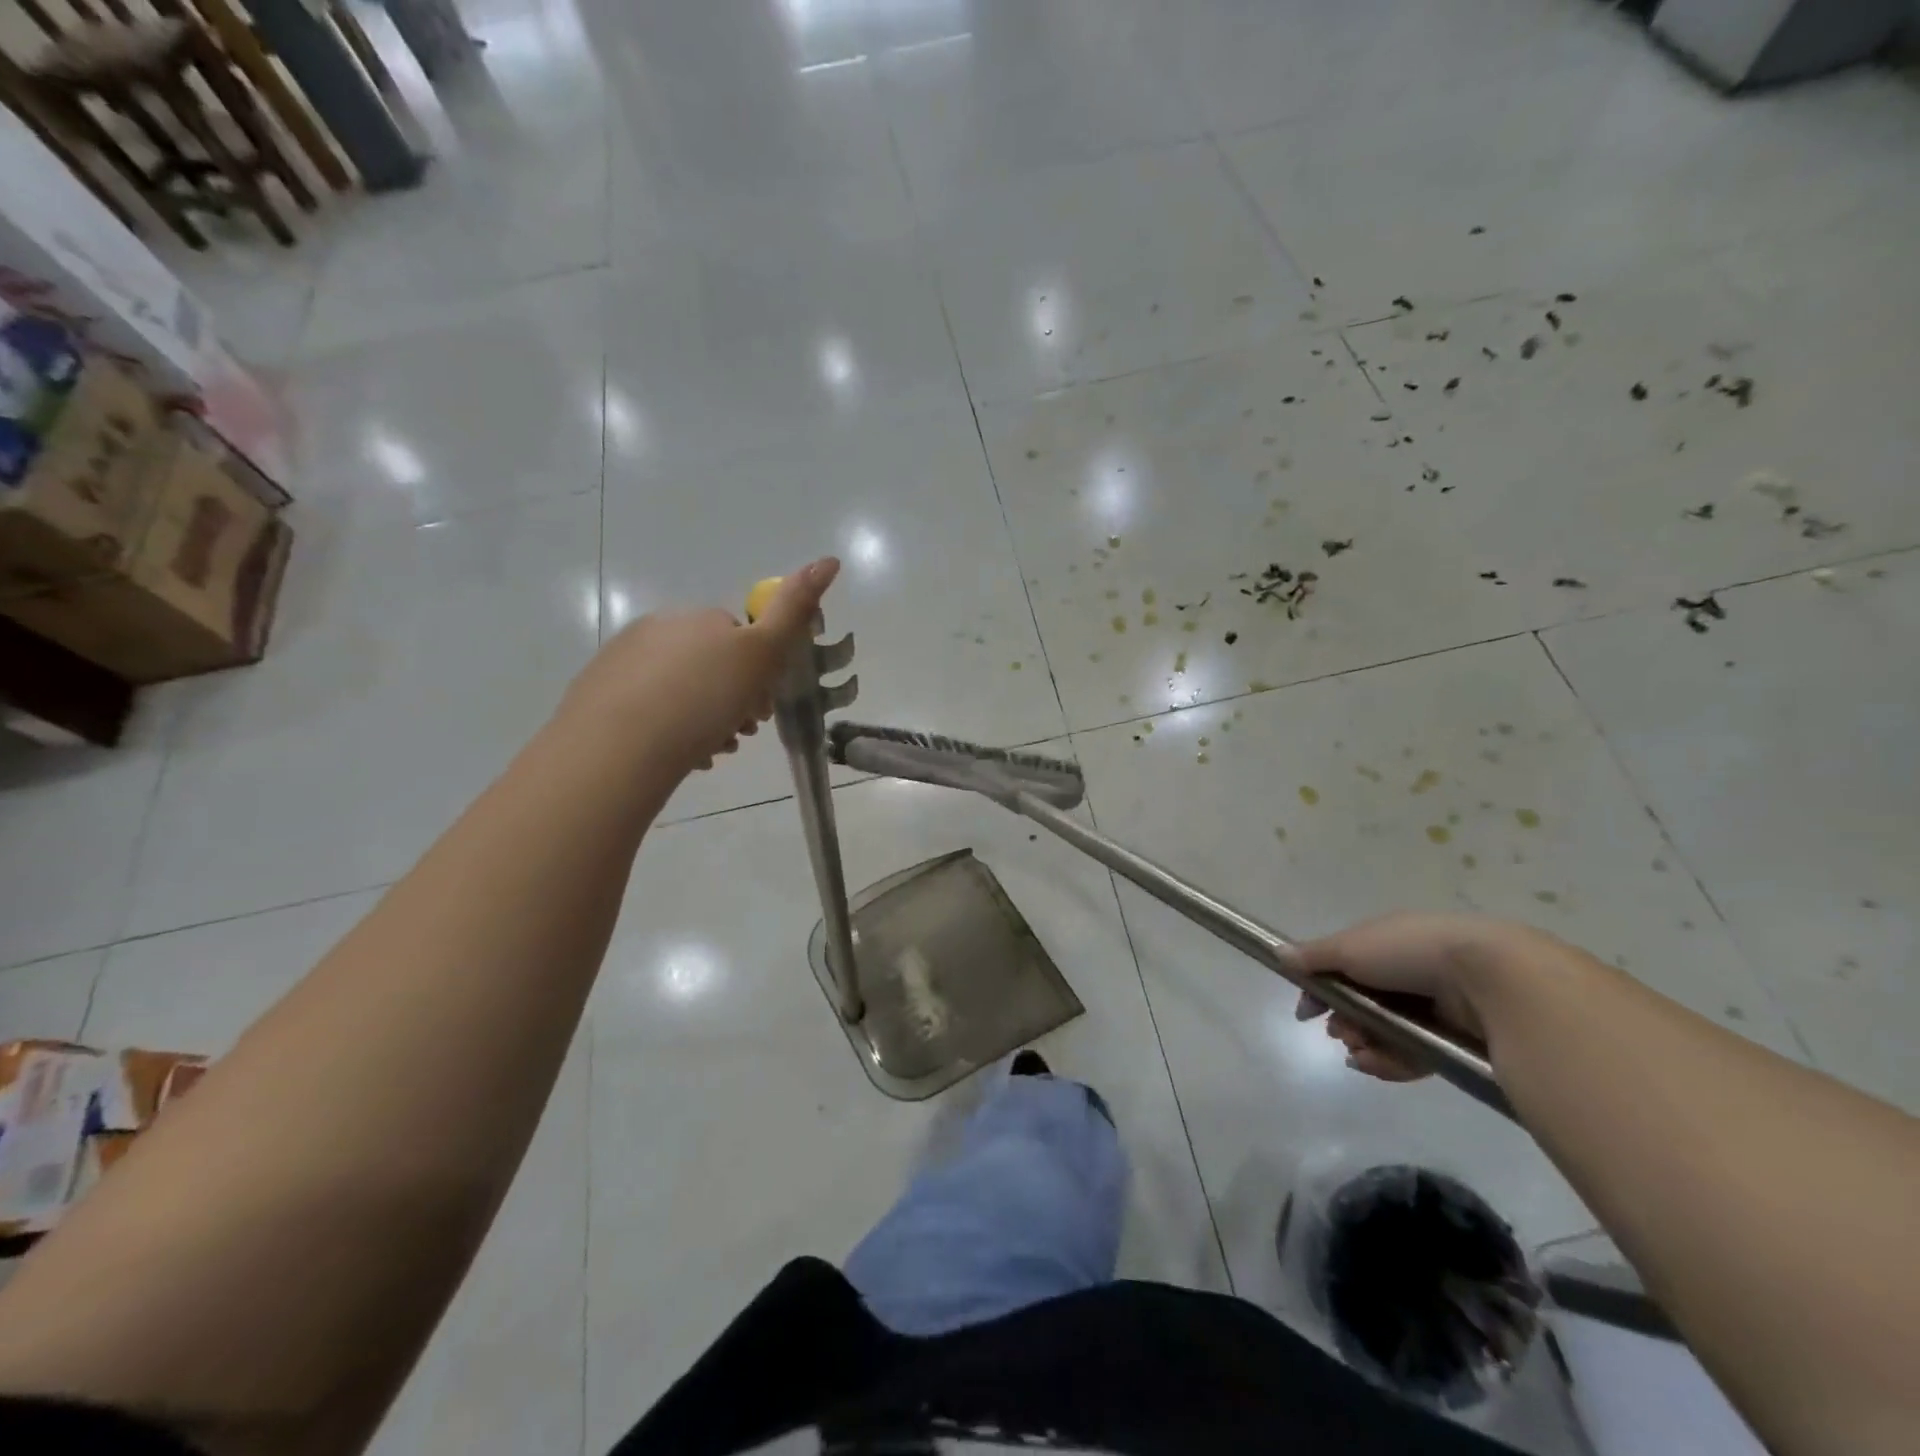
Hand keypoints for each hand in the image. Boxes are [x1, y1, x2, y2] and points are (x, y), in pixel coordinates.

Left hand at [558, 558, 840, 773]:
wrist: (619, 747)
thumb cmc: (703, 699)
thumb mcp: (761, 654)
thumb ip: (793, 609)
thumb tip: (828, 560)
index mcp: (699, 618)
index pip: (741, 639)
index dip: (759, 673)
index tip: (763, 708)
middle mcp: (659, 629)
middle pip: (711, 665)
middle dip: (732, 699)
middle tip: (740, 733)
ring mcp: (623, 660)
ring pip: (681, 690)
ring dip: (705, 719)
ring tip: (712, 751)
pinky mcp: (599, 695)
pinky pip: (650, 710)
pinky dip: (670, 730)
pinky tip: (679, 756)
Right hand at [1292, 912, 1557, 1081]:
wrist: (1491, 978)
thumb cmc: (1410, 952)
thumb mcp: (1351, 947)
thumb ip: (1314, 956)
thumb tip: (1280, 954)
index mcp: (1386, 944)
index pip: (1344, 968)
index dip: (1321, 989)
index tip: (1306, 1011)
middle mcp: (1409, 973)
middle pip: (1362, 1003)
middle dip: (1344, 1021)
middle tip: (1339, 1033)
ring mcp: (1433, 1008)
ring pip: (1385, 1032)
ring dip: (1363, 1043)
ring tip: (1359, 1051)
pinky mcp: (1453, 1040)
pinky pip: (1413, 1055)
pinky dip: (1390, 1062)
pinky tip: (1373, 1064)